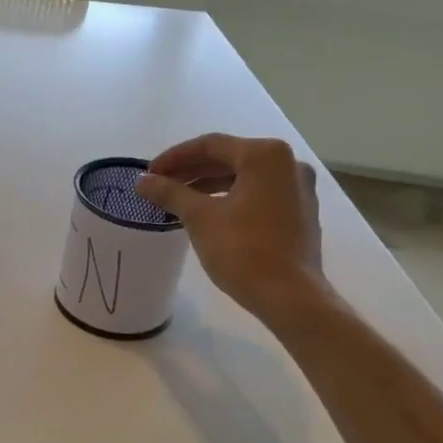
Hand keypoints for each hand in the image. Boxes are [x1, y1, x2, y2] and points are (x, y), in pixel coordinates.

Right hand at [135, 134, 327, 318]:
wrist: (289, 296)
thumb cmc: (243, 251)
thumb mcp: (199, 219)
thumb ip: (170, 193)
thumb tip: (142, 181)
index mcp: (265, 155)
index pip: (210, 145)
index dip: (174, 157)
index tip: (148, 174)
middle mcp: (288, 163)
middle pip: (229, 158)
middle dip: (191, 171)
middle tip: (160, 186)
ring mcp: (298, 188)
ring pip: (244, 177)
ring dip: (208, 185)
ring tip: (178, 201)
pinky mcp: (300, 211)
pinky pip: (258, 194)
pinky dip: (230, 198)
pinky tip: (208, 214)